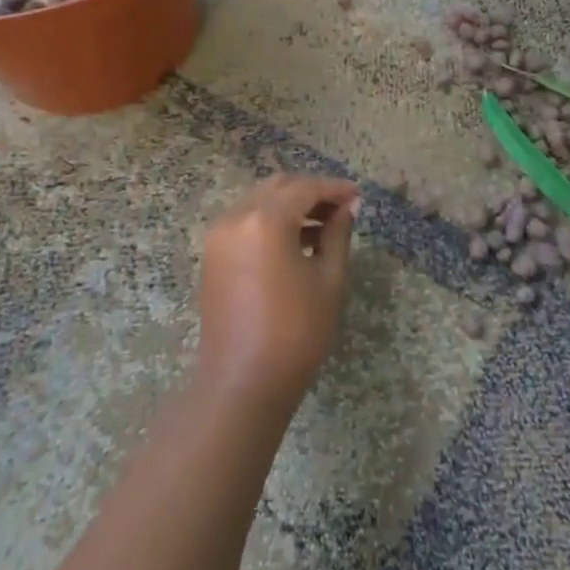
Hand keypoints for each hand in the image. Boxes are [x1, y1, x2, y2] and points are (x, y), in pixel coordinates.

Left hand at [195, 173, 360, 413]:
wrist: (242, 383)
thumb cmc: (296, 332)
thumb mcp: (329, 279)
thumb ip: (338, 234)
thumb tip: (347, 208)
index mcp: (266, 220)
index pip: (305, 188)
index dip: (334, 188)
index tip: (357, 195)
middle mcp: (237, 217)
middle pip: (278, 187)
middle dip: (310, 192)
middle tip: (341, 208)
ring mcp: (219, 237)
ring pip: (259, 201)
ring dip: (290, 205)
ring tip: (323, 227)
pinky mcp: (212, 256)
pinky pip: (245, 222)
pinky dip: (270, 221)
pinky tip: (295, 242)